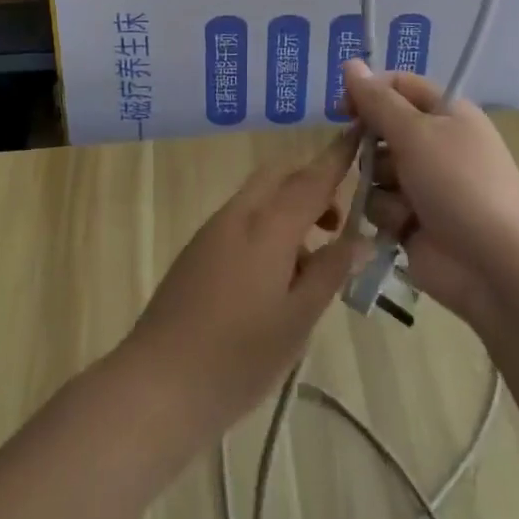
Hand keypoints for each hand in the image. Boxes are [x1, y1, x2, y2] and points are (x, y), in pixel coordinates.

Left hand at [126, 129, 366, 434]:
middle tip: (337, 226)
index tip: (359, 133)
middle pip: (281, 176)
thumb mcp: (297, 320)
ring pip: (261, 197)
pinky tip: (275, 279)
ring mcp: (213, 230)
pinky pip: (243, 219)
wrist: (157, 385)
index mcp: (268, 225)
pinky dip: (267, 228)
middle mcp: (239, 214)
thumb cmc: (237, 357)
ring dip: (290, 209)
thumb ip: (330, 271)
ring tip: (310, 264)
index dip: (338, 156)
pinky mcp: (198, 250)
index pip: (312, 178)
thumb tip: (361, 238)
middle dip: (312, 185)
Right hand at [342, 58, 518, 327]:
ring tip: (402, 202)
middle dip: (370, 144)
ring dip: (380, 185)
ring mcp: (425, 185)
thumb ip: (377, 100)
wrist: (494, 264)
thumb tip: (350, 63)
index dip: (369, 91)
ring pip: (376, 170)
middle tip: (366, 155)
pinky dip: (389, 215)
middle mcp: (436, 144)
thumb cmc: (458, 183)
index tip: (343, 107)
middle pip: (383, 129)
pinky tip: (404, 227)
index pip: (399, 86)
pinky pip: (381, 206)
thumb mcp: (415, 132)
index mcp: (446, 113)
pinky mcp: (414, 221)